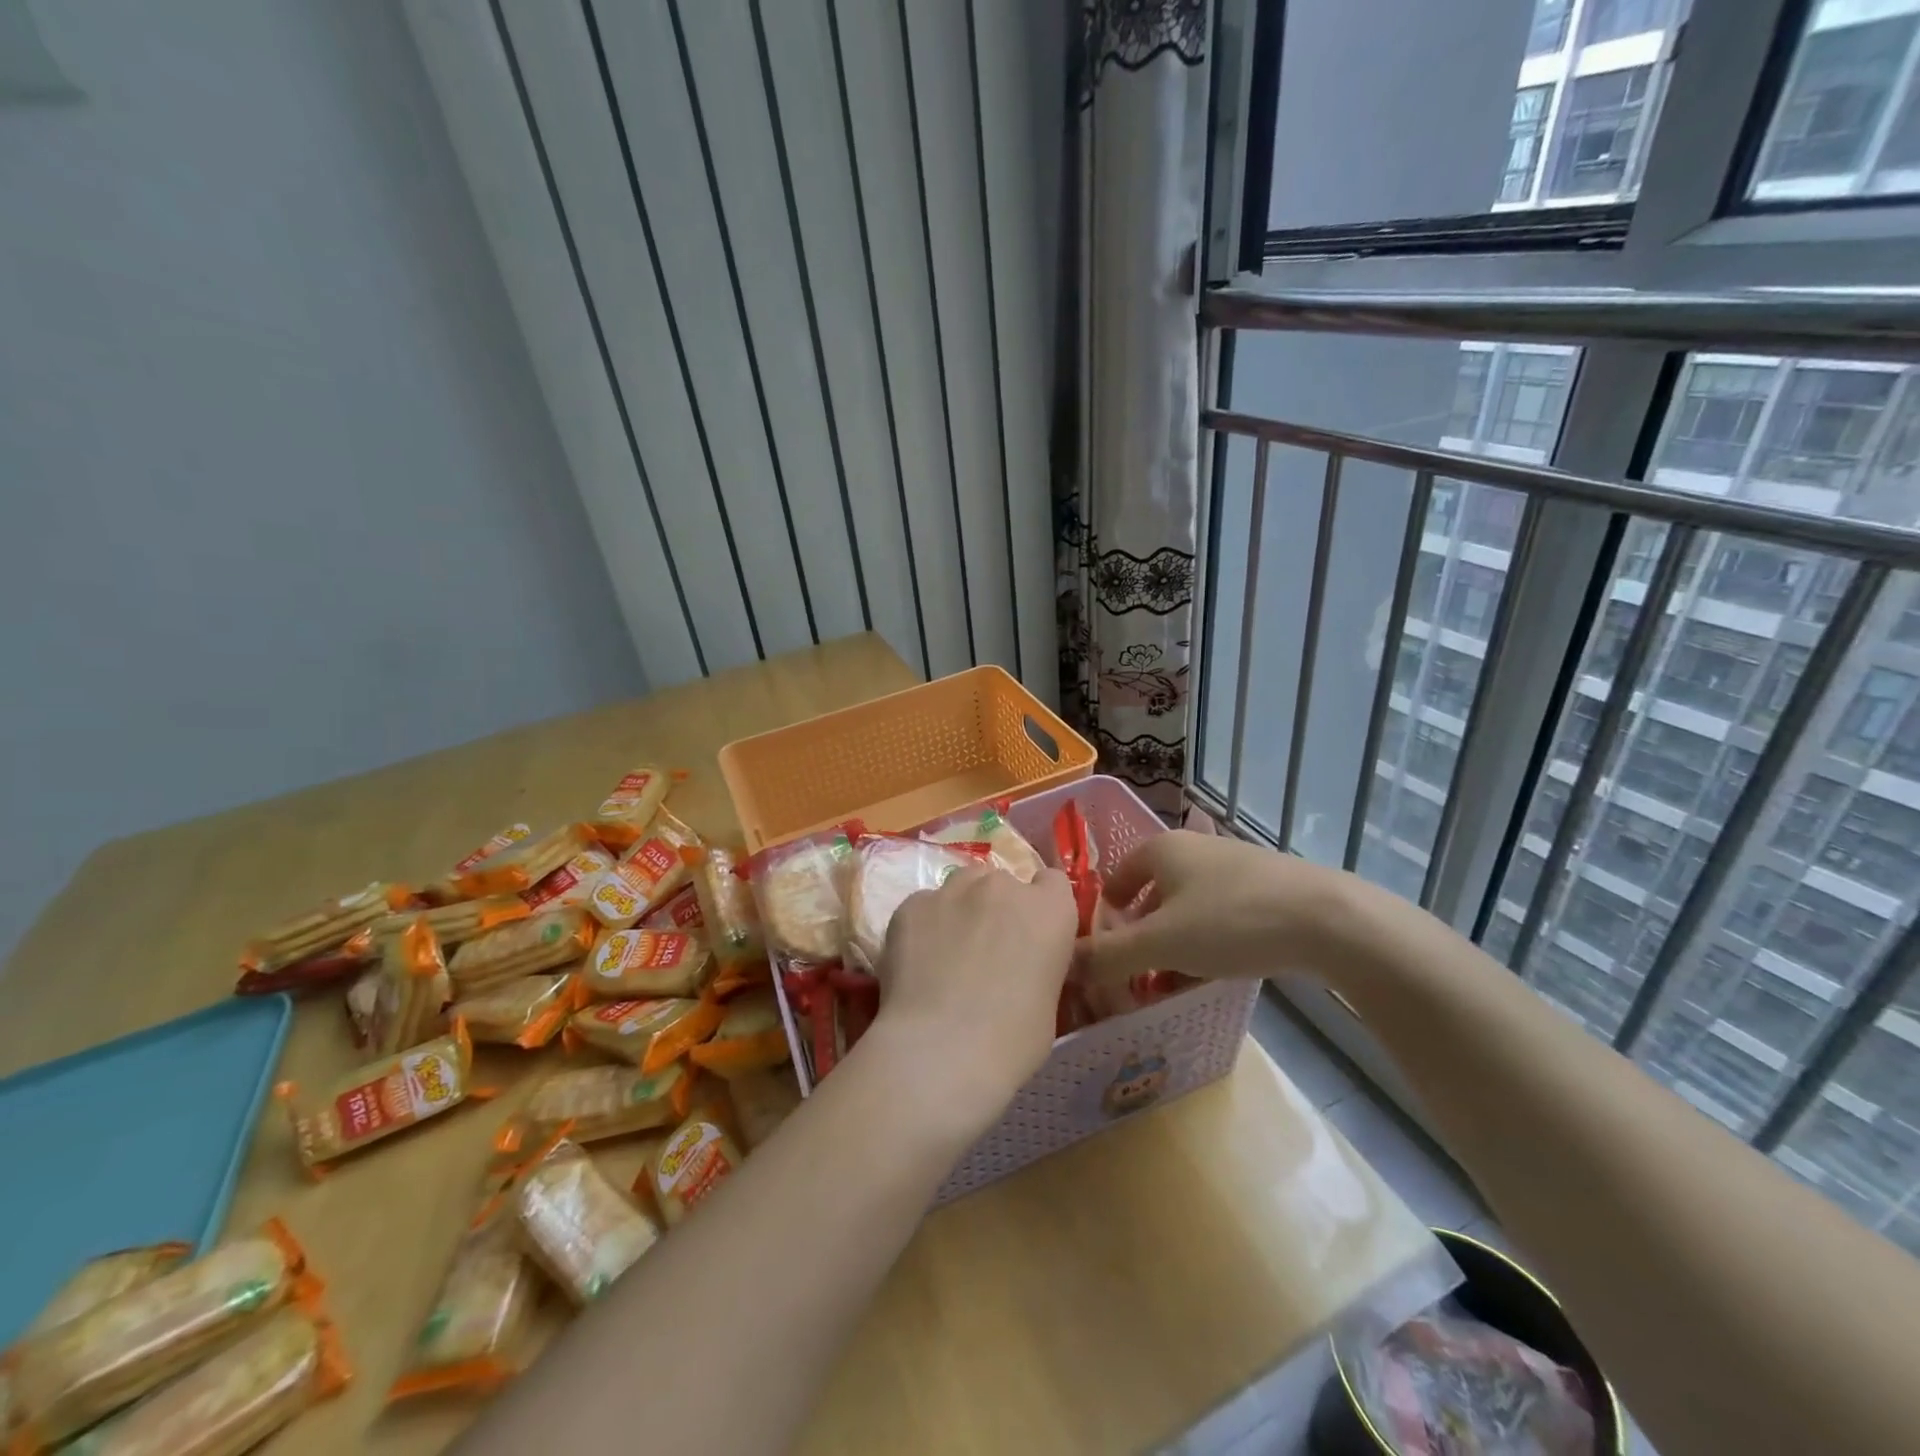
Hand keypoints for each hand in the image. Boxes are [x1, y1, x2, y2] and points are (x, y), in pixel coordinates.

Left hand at [866, 865, 1077, 1138]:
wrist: (941, 1050)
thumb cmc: (1011, 1041)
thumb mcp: (1048, 1001)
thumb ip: (1037, 963)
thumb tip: (1018, 967)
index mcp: (1049, 910)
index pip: (1052, 883)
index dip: (1041, 906)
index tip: (1031, 934)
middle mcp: (1003, 887)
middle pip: (1002, 883)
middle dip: (997, 909)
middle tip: (986, 951)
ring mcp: (952, 891)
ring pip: (961, 887)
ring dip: (960, 910)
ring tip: (947, 955)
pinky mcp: (911, 905)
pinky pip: (923, 907)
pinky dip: (923, 928)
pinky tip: (917, 965)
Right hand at [1073, 831, 1356, 986]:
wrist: (1328, 920)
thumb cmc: (1230, 921)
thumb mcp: (1160, 943)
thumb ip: (1108, 956)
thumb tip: (1065, 966)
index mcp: (1162, 849)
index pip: (1116, 876)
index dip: (1105, 913)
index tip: (1103, 950)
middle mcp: (1195, 848)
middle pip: (1153, 893)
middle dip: (1142, 934)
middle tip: (1137, 973)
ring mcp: (1235, 866)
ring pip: (1189, 907)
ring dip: (1176, 942)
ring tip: (1174, 981)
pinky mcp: (1268, 887)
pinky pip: (1222, 915)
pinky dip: (1209, 941)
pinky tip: (1218, 971)